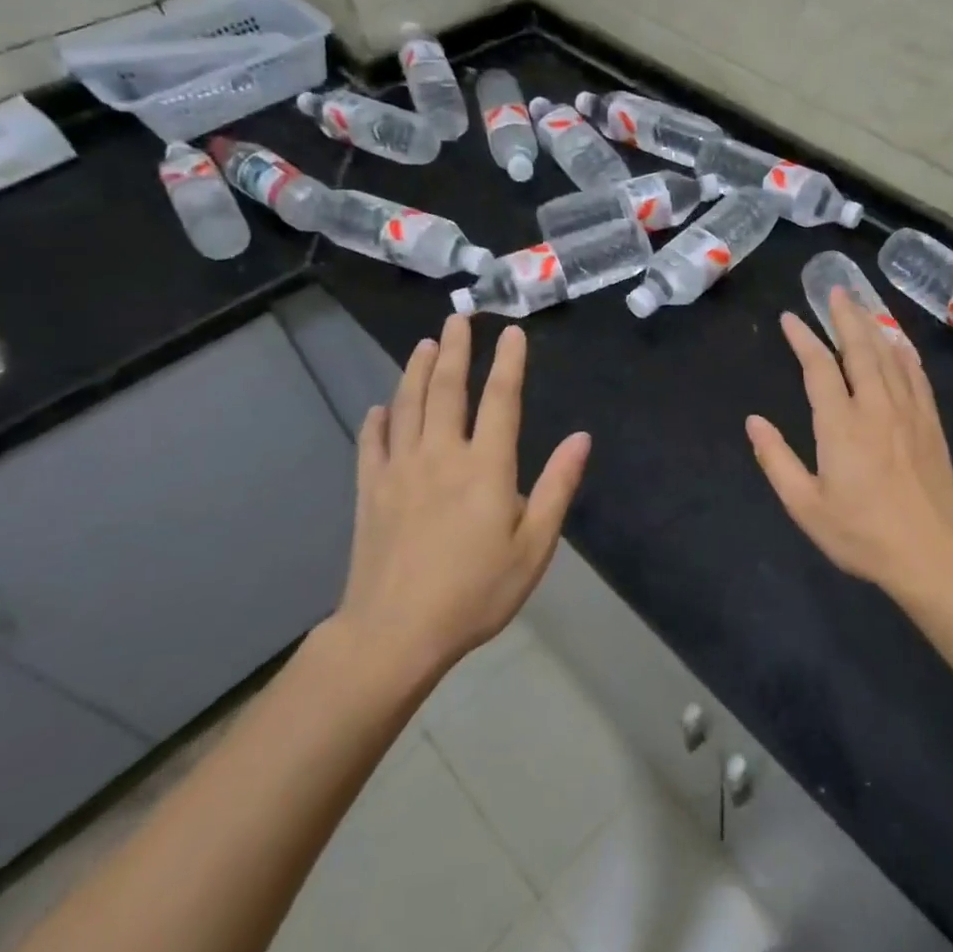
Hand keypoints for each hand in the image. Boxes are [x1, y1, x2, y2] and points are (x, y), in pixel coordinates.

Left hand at [329, 314, 589, 694]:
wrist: (395, 634)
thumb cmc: (475, 592)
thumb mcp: (533, 546)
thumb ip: (556, 487)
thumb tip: (581, 438)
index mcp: (485, 466)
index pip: (501, 399)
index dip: (508, 362)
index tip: (511, 332)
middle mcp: (441, 455)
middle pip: (446, 390)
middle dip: (455, 349)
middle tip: (457, 317)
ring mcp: (399, 471)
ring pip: (407, 406)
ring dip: (416, 371)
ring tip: (424, 344)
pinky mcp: (370, 492)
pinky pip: (372, 445)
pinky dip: (377, 421)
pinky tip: (380, 408)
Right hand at [746, 289, 952, 594]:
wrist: (932, 554)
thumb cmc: (862, 533)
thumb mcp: (806, 506)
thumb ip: (777, 460)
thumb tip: (754, 422)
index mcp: (841, 425)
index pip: (819, 368)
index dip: (803, 339)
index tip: (790, 318)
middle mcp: (876, 406)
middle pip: (859, 348)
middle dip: (845, 316)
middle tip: (835, 291)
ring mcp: (908, 411)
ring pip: (889, 355)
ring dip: (873, 326)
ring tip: (861, 306)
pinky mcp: (930, 423)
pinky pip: (917, 375)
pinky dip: (905, 353)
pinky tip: (900, 342)